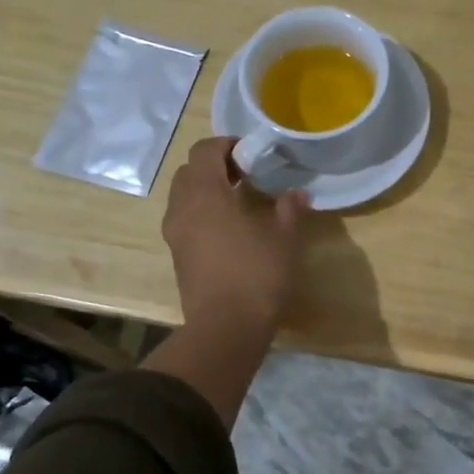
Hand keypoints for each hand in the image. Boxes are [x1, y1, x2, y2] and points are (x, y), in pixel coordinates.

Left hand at [162, 137, 310, 332]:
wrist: (226, 328)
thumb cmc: (257, 275)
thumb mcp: (285, 239)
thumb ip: (290, 209)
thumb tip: (298, 193)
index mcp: (205, 194)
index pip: (204, 151)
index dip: (227, 145)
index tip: (251, 154)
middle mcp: (182, 208)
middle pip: (189, 172)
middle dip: (214, 166)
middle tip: (245, 175)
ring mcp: (175, 234)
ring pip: (183, 197)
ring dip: (206, 191)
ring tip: (238, 202)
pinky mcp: (177, 257)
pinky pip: (184, 221)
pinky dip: (202, 214)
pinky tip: (229, 230)